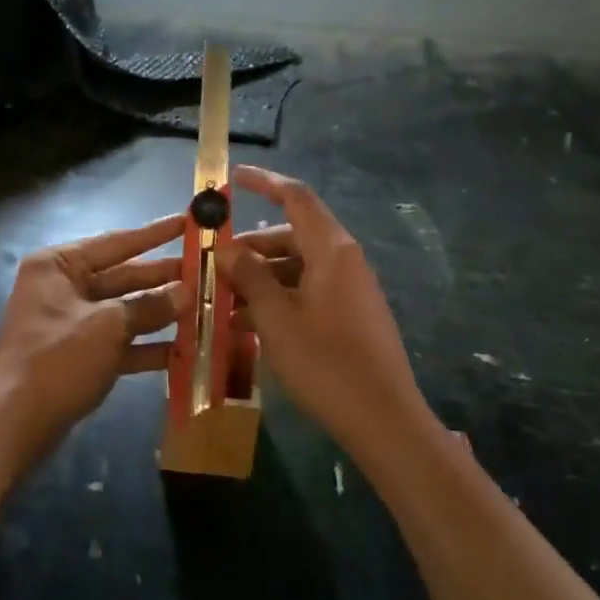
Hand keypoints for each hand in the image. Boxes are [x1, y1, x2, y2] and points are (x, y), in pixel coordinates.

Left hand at [0, 214, 187, 467]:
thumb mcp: (107, 327)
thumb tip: (186, 292)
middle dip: (162, 278)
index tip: (188, 221)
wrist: (12, 427)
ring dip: (160, 313)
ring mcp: (70, 324)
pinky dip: (146, 346)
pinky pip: (119, 342)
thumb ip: (149, 306)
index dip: (154, 233)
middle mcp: (63, 287)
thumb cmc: (56, 360)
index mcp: (58, 265)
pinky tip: (182, 350)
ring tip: (203, 308)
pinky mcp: (78, 357)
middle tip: (206, 271)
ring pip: (124, 311)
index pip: (116, 242)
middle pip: (122, 276)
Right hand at [217, 166, 433, 463]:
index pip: (296, 197)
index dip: (264, 181)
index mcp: (331, 249)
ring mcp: (349, 289)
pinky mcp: (350, 316)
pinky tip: (248, 325)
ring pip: (297, 267)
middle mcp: (343, 260)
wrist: (385, 421)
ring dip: (260, 278)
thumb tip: (228, 246)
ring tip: (223, 300)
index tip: (232, 178)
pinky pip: (307, 292)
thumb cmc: (326, 363)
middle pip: (292, 235)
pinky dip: (278, 299)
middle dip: (251, 246)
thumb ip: (250, 275)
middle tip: (214, 263)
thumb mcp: (277, 318)